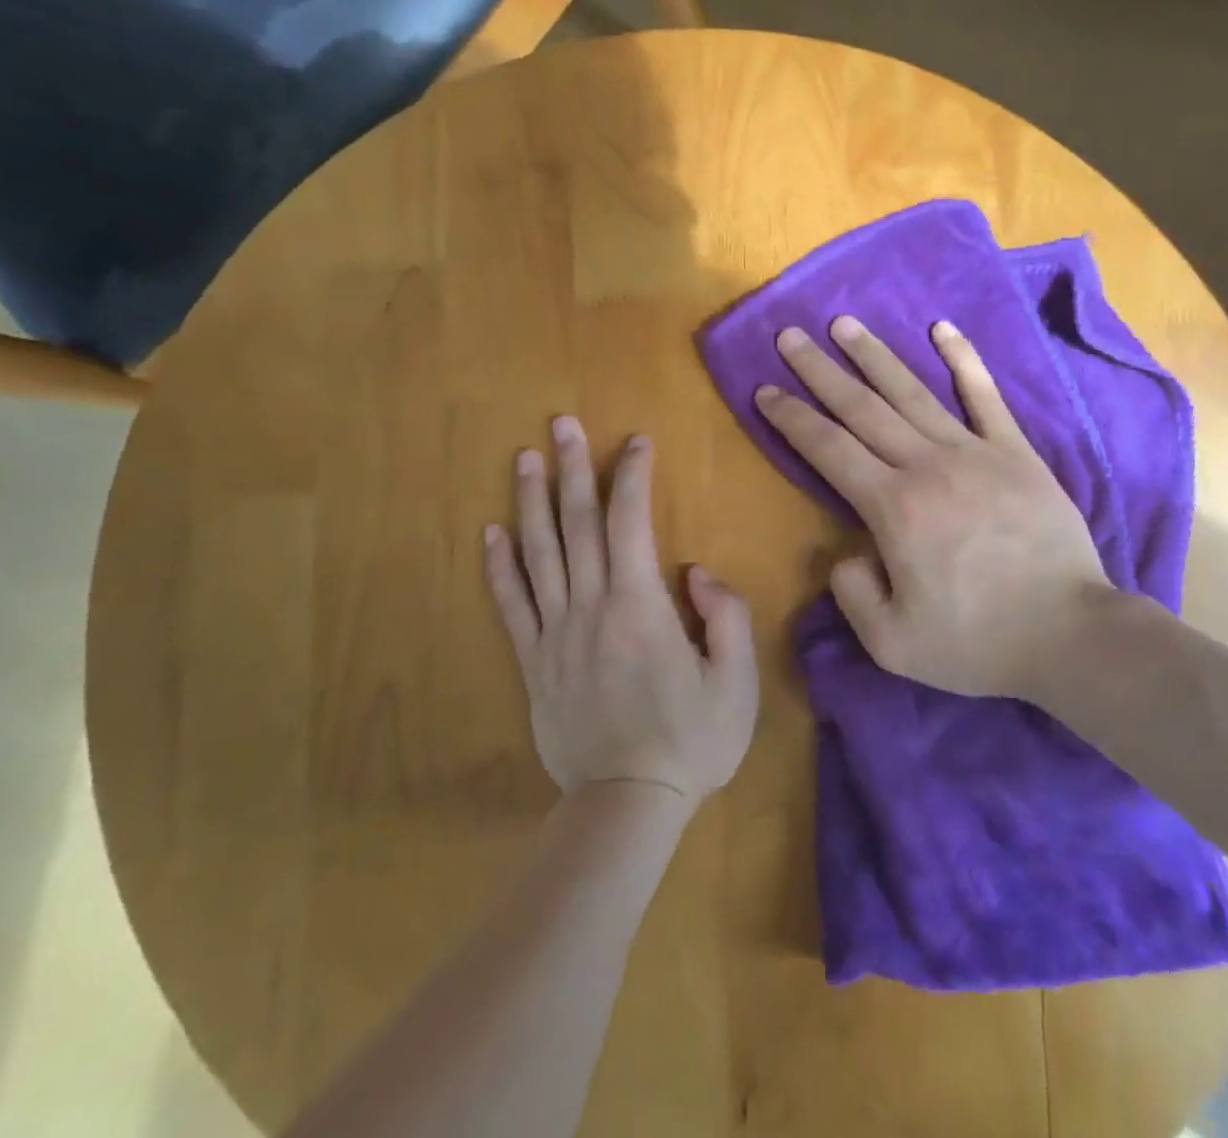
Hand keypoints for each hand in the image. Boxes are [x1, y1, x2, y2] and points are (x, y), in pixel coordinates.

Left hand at [484, 417, 759, 812]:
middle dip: (572, 467)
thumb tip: (693, 571)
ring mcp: (555, 633)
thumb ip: (724, 615)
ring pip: (539, 553)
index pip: (631, 521)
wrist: (627, 804)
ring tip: (524, 458)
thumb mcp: (736, 681)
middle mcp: (590, 606)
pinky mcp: (533, 662)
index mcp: (640, 605)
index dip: (632, 474)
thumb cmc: (692, 741)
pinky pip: (512, 604)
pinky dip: (500, 566)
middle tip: (561, 423)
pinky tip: (491, 533)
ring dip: (530, 501)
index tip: (636, 440)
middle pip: (578, 523)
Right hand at [754, 317, 1116, 700]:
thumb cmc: (977, 642)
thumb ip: (852, 592)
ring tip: (844, 324)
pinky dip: (963, 359)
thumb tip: (846, 553)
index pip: (828, 449)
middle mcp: (926, 465)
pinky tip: (942, 328)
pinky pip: (985, 396)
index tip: (764, 391)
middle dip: (820, 371)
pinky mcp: (1016, 452)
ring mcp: (975, 452)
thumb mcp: (891, 642)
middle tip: (790, 337)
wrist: (1070, 634)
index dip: (791, 418)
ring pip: (913, 392)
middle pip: (861, 408)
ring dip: (874, 355)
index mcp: (892, 508)